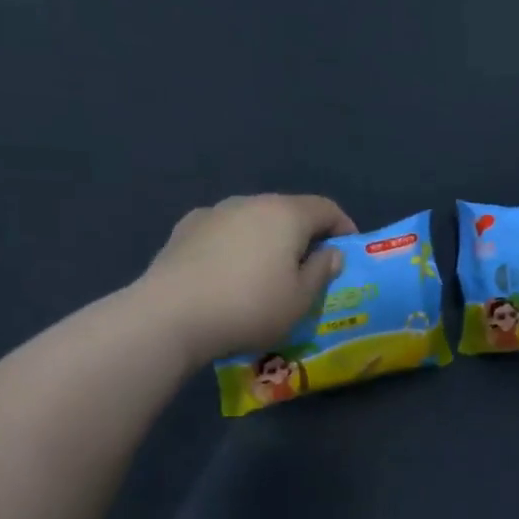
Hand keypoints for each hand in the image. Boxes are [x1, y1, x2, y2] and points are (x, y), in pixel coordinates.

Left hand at [136, 194, 357, 367]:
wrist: (170, 315)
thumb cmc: (249, 307)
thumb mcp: (300, 300)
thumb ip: (321, 271)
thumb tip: (331, 252)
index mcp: (286, 214)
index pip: (326, 208)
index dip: (343, 227)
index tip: (348, 251)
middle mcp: (251, 202)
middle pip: (288, 210)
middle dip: (304, 234)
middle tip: (309, 266)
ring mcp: (214, 212)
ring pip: (253, 219)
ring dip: (267, 238)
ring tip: (266, 271)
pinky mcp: (184, 228)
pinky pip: (223, 231)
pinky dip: (235, 244)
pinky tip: (228, 271)